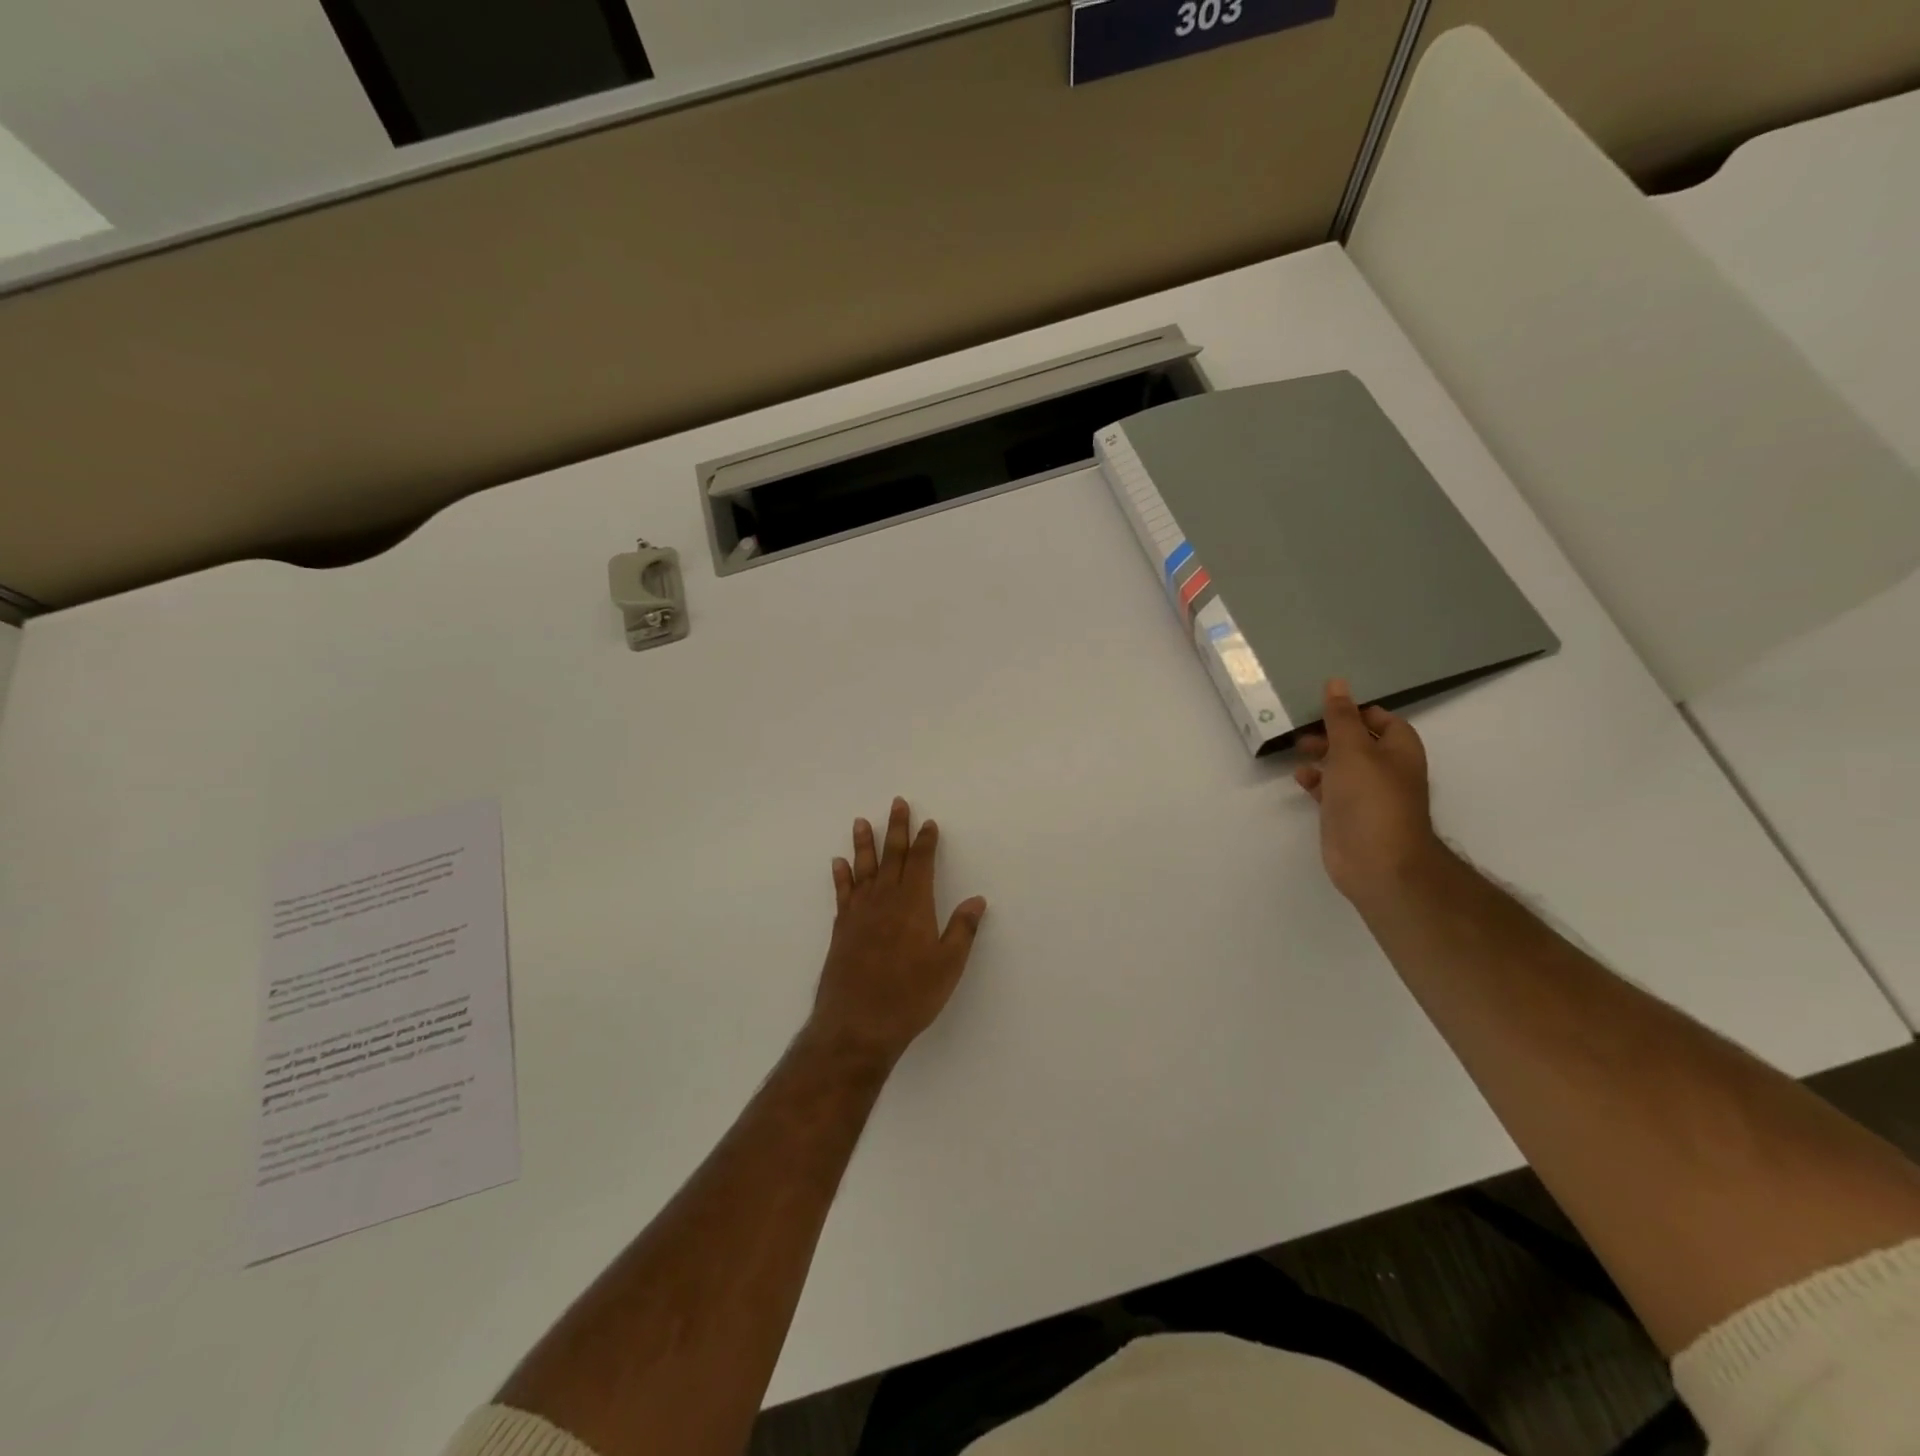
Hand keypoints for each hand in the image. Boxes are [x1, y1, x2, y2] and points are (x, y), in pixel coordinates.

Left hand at [808, 798, 987, 1067]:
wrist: (857, 1024)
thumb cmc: (910, 996)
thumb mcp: (948, 966)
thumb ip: (962, 930)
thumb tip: (977, 900)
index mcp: (913, 905)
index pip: (921, 863)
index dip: (925, 842)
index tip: (928, 823)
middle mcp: (884, 900)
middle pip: (892, 856)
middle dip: (897, 829)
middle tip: (897, 803)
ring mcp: (859, 913)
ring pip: (863, 869)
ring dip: (864, 844)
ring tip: (861, 821)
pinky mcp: (841, 929)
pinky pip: (842, 893)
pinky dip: (841, 876)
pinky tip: (838, 863)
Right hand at [1293, 679, 1446, 908]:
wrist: (1377, 862)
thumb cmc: (1370, 799)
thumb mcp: (1353, 750)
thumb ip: (1341, 717)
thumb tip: (1337, 682)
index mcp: (1399, 751)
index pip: (1384, 720)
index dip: (1358, 711)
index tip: (1327, 707)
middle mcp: (1387, 771)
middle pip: (1361, 742)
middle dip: (1334, 733)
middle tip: (1305, 728)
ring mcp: (1367, 796)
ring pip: (1344, 766)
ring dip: (1322, 755)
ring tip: (1297, 749)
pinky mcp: (1348, 816)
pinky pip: (1331, 790)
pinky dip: (1316, 780)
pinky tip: (1300, 777)